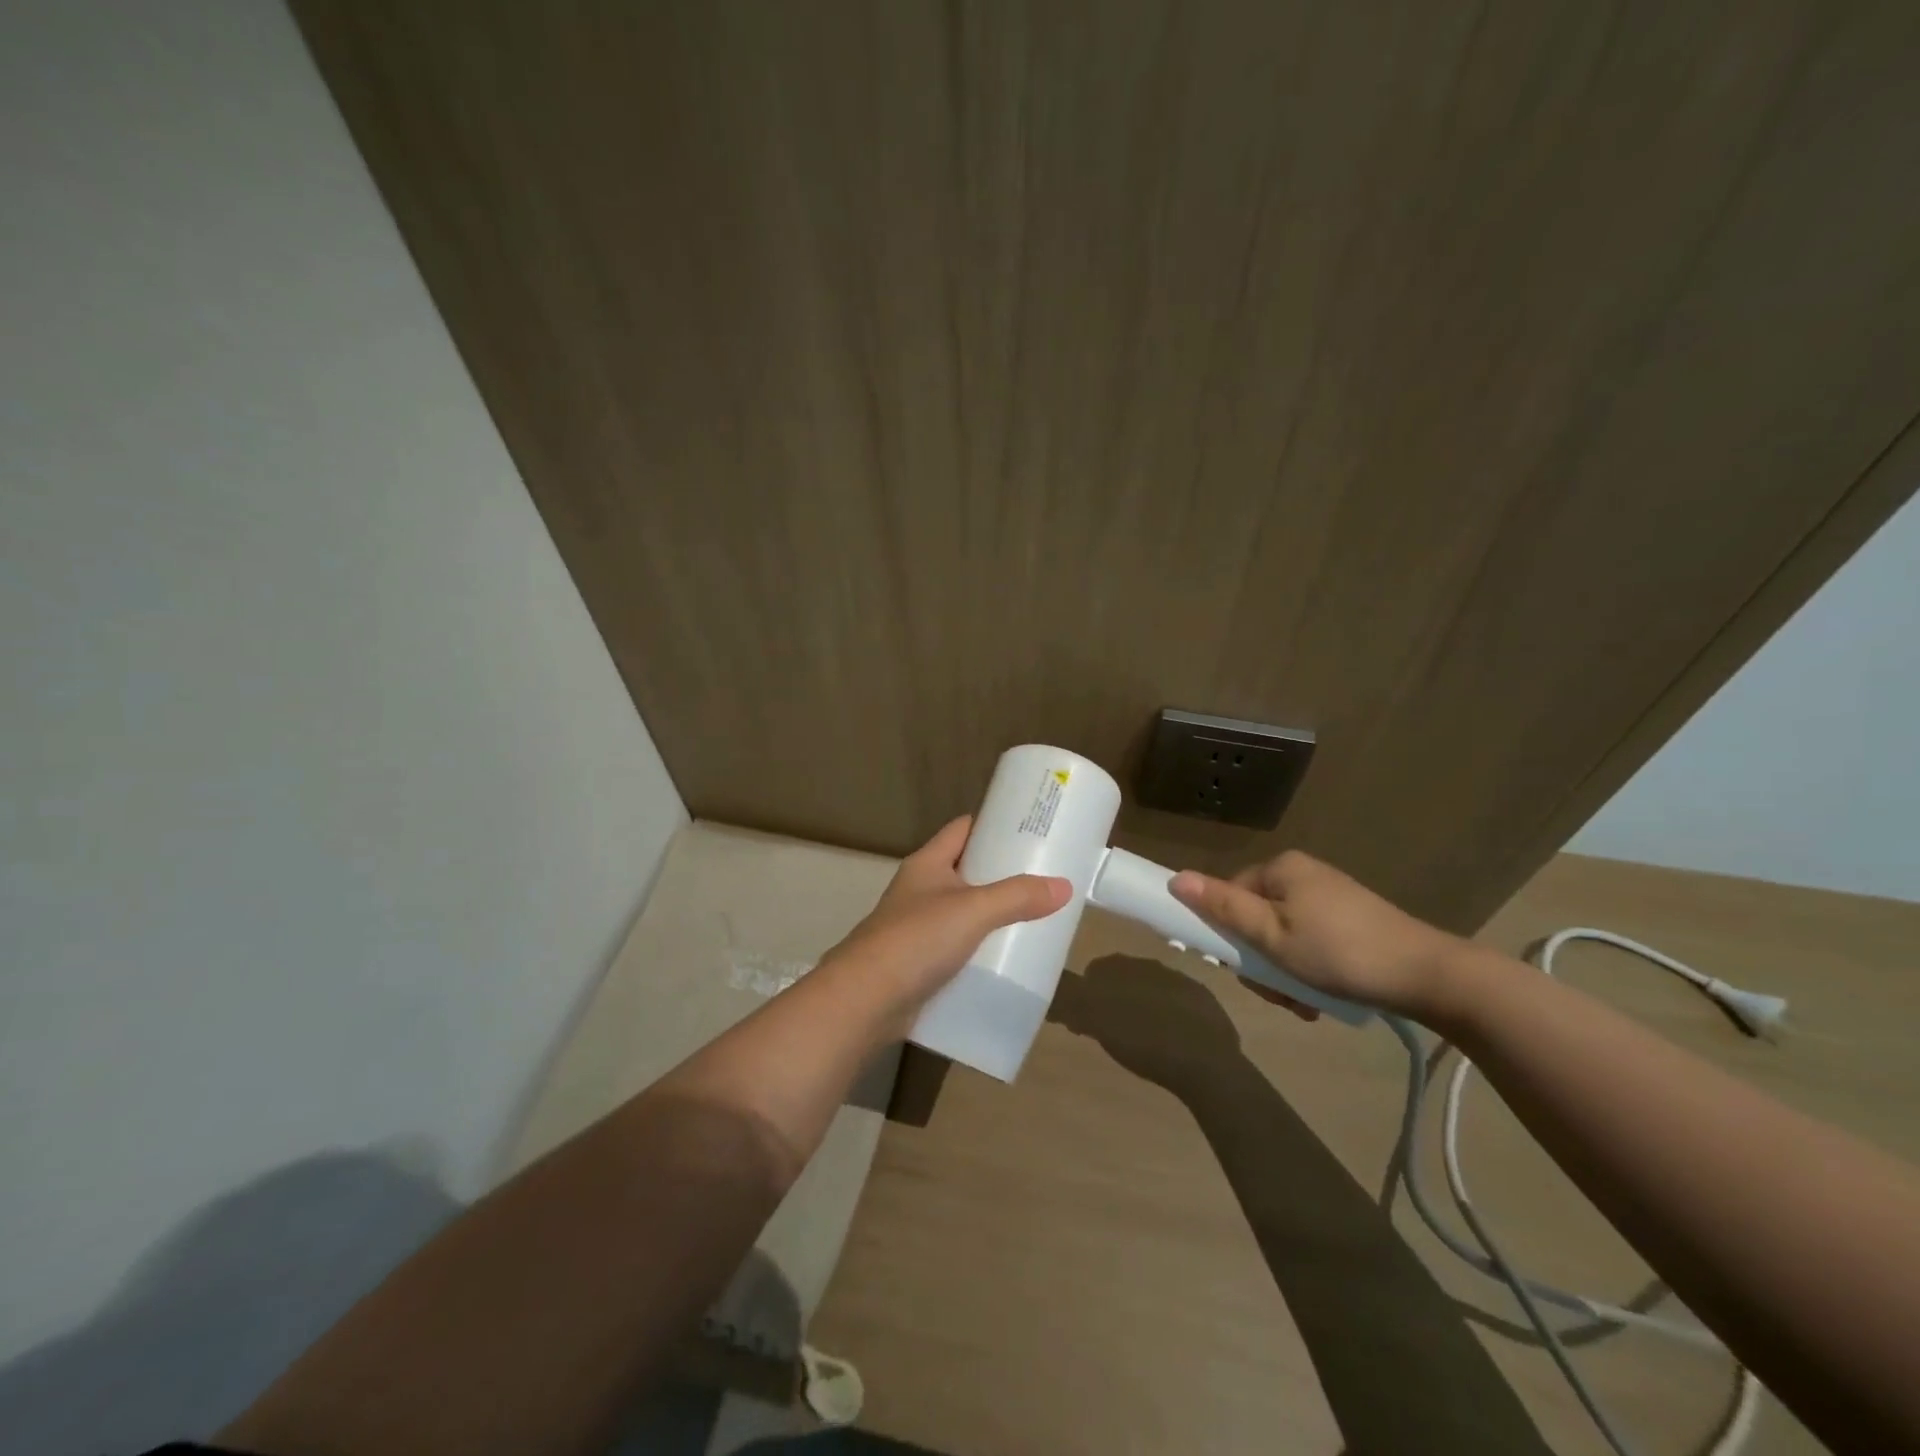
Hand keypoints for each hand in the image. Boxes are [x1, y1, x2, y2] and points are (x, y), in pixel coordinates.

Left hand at [824, 816, 1069, 1017]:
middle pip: (967, 871)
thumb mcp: (973, 910)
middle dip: (1002, 874)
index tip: (1030, 829)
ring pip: (963, 913)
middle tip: (1043, 878)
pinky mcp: (919, 964)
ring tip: (1035, 918)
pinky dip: (980, 951)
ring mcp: (917, 928)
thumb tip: (1064, 886)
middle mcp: (920, 890)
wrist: (865, 1000)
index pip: (963, 829)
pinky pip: (957, 949)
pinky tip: (1006, 960)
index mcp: (927, 864)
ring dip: (993, 916)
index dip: (994, 824)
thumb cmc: (916, 940)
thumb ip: (1018, 897)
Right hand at [1170, 850, 1462, 1020]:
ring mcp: (1331, 899)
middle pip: (1256, 919)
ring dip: (1284, 974)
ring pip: (1283, 937)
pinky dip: (1309, 971)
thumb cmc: (1338, 953)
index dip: (1226, 934)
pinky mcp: (1353, 922)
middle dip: (1261, 962)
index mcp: (1281, 869)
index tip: (1241, 969)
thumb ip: (1223, 908)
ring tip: (1303, 1003)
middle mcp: (1304, 876)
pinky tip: (1321, 999)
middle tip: (1279, 993)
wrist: (1429, 976)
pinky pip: (1311, 944)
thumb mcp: (1271, 936)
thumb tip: (1176, 879)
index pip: (1229, 895)